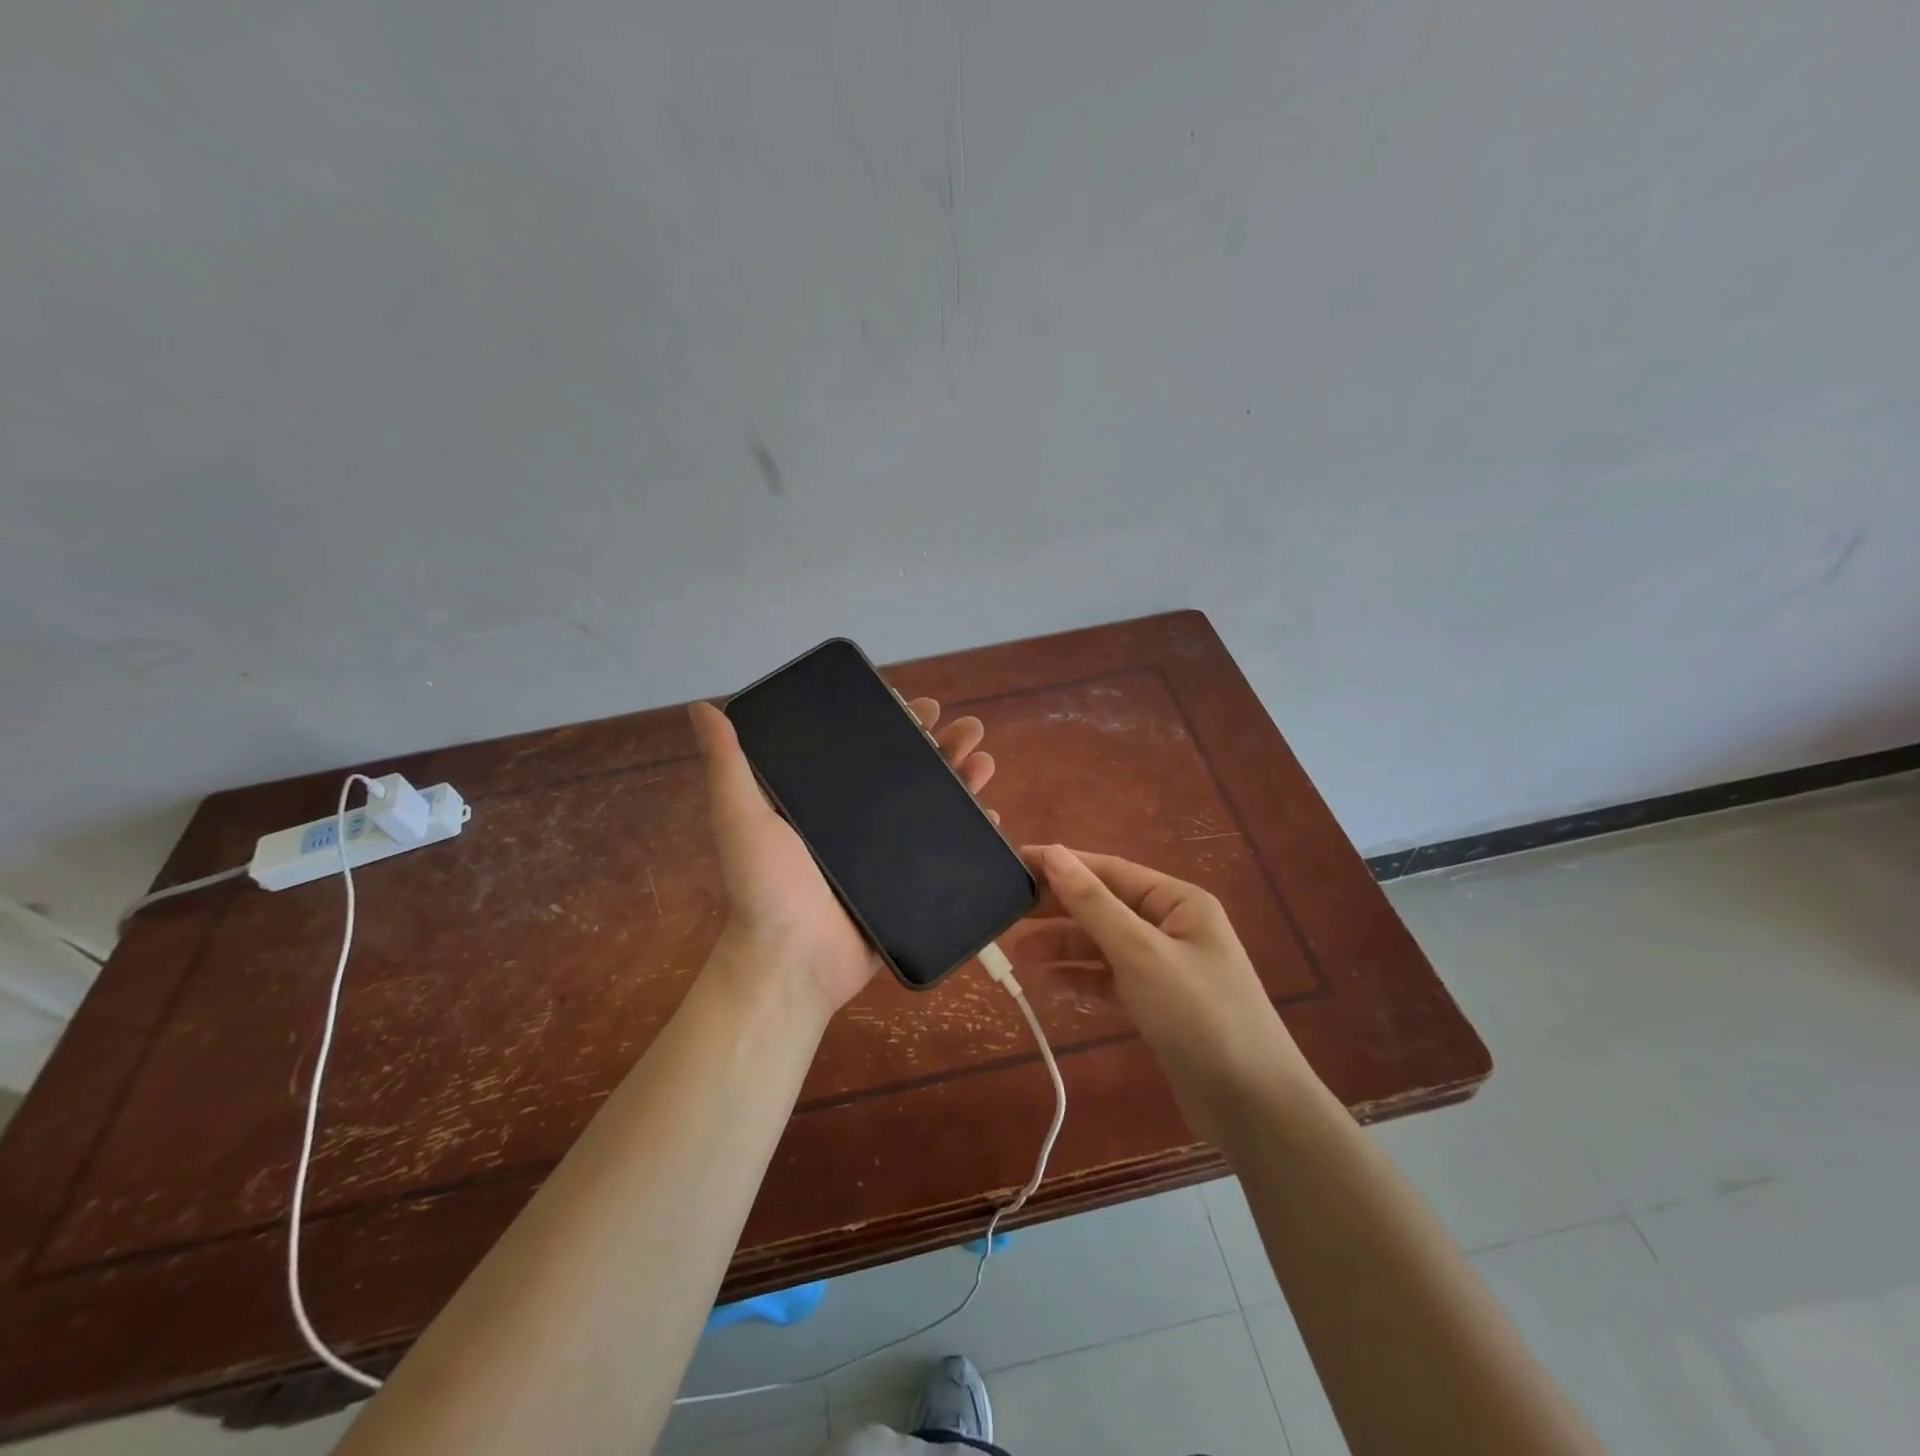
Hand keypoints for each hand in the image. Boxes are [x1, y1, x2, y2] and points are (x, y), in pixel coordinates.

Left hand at [688, 697, 996, 1017]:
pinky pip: (946, 850)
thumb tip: (701, 705)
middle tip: (967, 727)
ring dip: (962, 778)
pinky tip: (991, 813)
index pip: (866, 748)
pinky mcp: (910, 885)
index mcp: (826, 800)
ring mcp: (889, 854)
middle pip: (909, 771)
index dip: (896, 723)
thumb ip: (727, 764)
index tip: (920, 705)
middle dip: (942, 744)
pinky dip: (971, 830)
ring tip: (984, 759)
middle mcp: (860, 821)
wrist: (791, 964)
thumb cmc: (765, 888)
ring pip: (934, 804)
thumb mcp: (740, 818)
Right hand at [1009, 845, 1316, 1149]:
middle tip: (1008, 911)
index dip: (1062, 865)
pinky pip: (1110, 978)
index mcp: (1178, 902)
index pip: (1110, 870)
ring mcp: (1165, 966)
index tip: (1016, 861)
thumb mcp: (1141, 952)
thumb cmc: (1199, 1015)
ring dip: (1063, 946)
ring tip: (1017, 952)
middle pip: (1105, 906)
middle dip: (1059, 909)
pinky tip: (1046, 982)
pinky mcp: (1157, 1003)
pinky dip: (1080, 977)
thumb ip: (1094, 903)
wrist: (1253, 1106)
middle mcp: (1172, 926)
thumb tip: (1054, 854)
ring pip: (1103, 944)